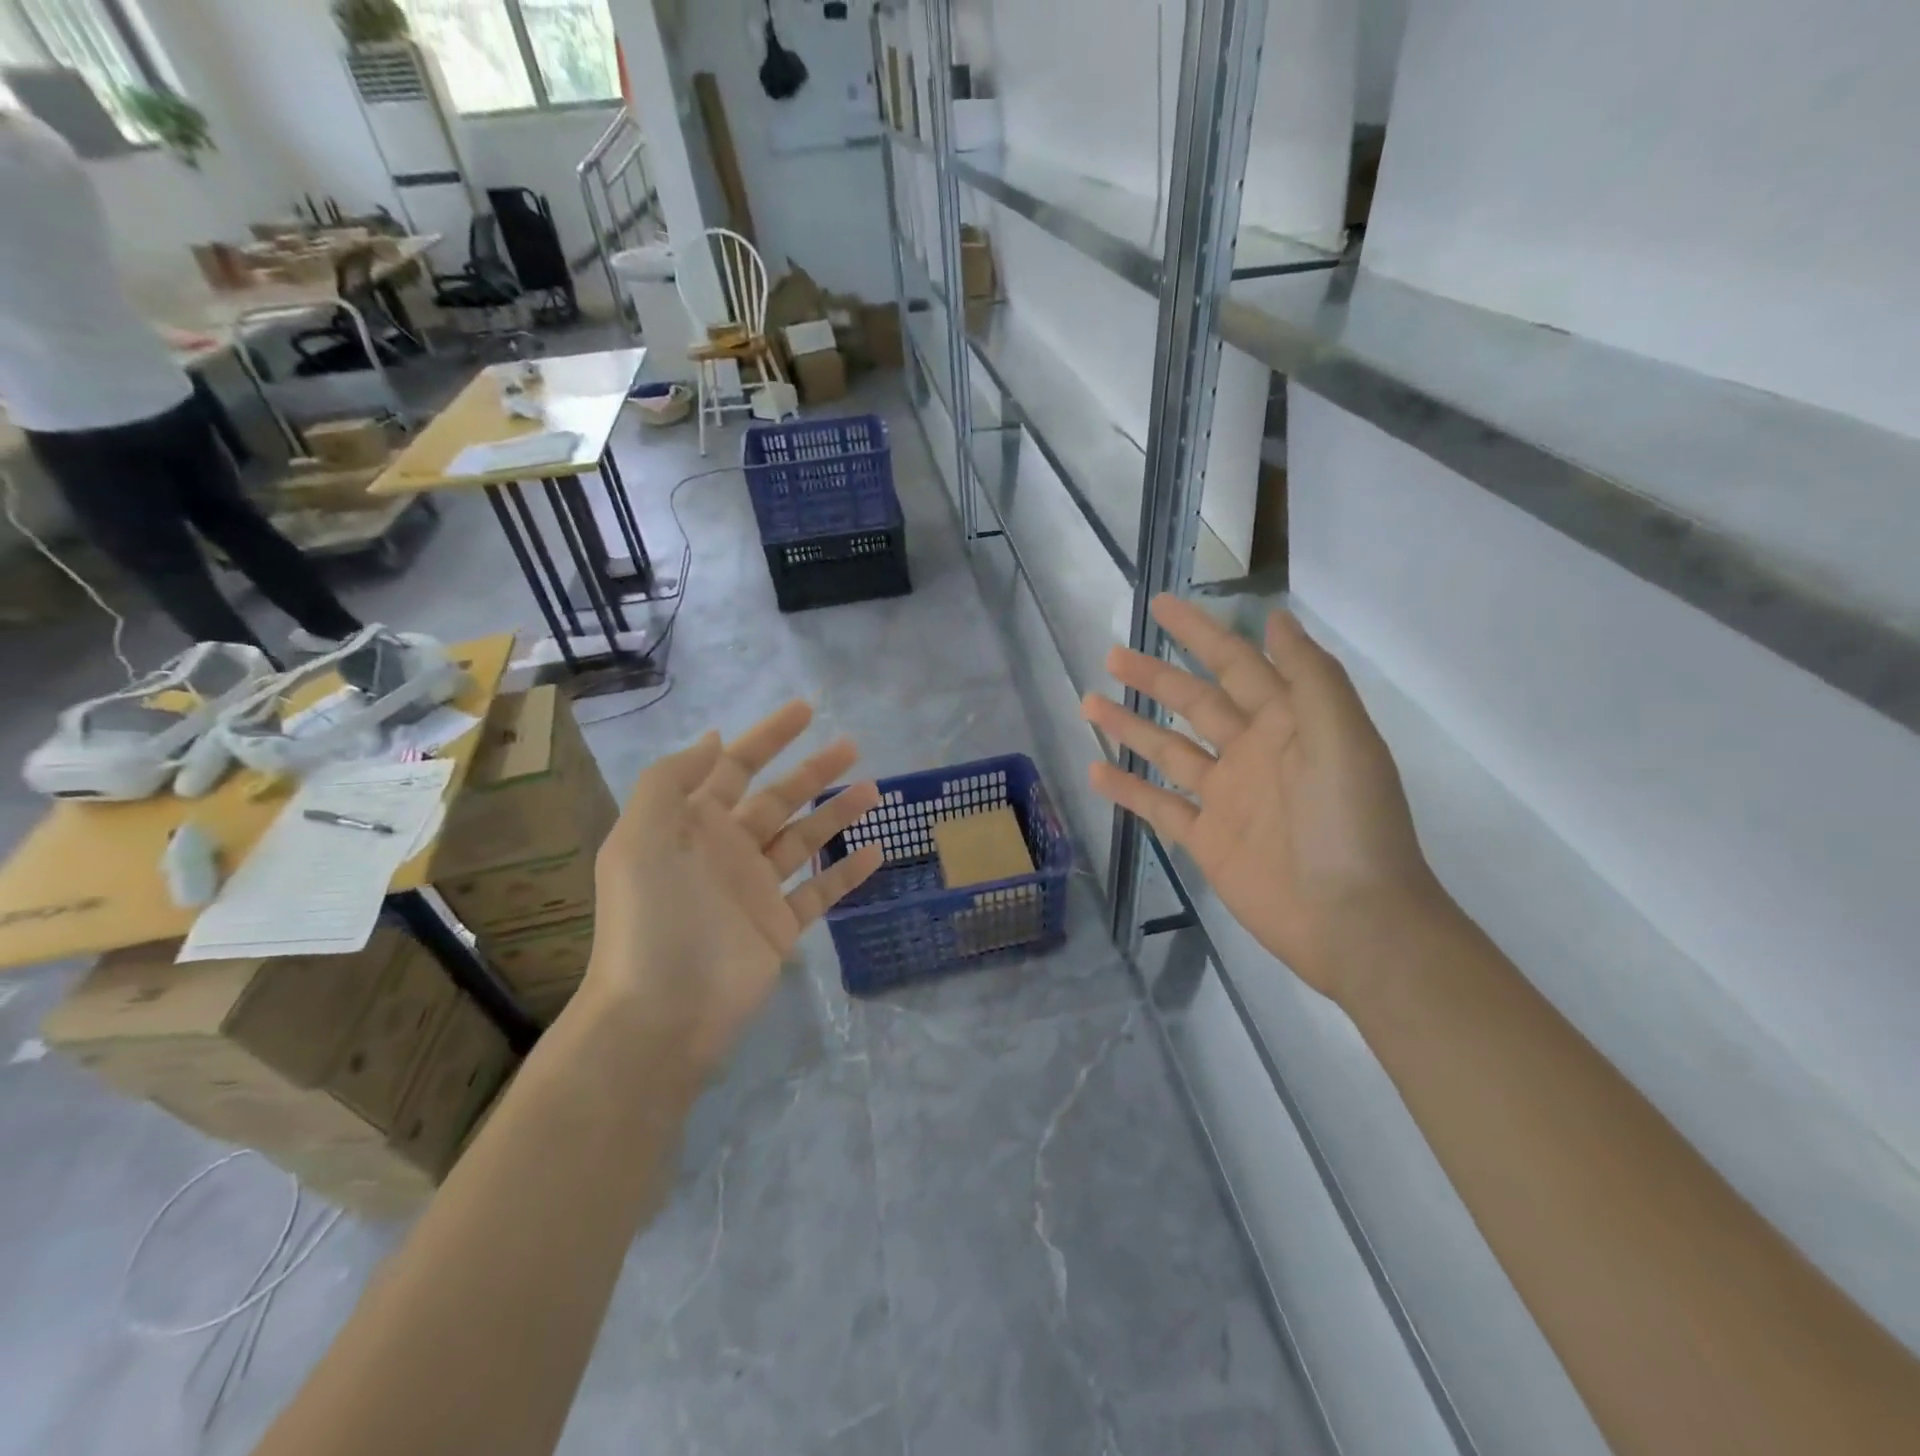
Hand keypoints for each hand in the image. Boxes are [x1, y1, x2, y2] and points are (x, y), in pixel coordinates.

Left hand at [584, 701, 883, 1081]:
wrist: (662, 1012)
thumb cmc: (652, 917)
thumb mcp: (642, 837)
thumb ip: (671, 781)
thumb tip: (714, 739)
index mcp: (692, 825)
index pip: (735, 767)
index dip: (768, 736)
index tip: (807, 709)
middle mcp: (726, 850)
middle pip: (778, 798)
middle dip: (812, 770)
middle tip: (853, 745)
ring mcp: (755, 890)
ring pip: (804, 840)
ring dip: (837, 813)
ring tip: (874, 790)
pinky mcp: (779, 927)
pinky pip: (819, 892)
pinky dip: (846, 872)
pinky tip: (875, 851)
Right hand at [1082, 596, 1439, 1003]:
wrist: (1354, 919)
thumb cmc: (1350, 823)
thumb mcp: (1342, 737)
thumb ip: (1309, 676)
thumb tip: (1277, 618)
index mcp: (1287, 722)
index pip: (1235, 663)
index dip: (1199, 632)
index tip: (1160, 605)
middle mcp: (1252, 751)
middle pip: (1193, 702)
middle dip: (1154, 677)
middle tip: (1112, 654)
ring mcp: (1226, 796)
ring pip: (1167, 750)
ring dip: (1130, 726)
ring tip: (1089, 702)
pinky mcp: (1206, 837)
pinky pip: (1158, 805)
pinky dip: (1128, 788)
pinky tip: (1095, 770)